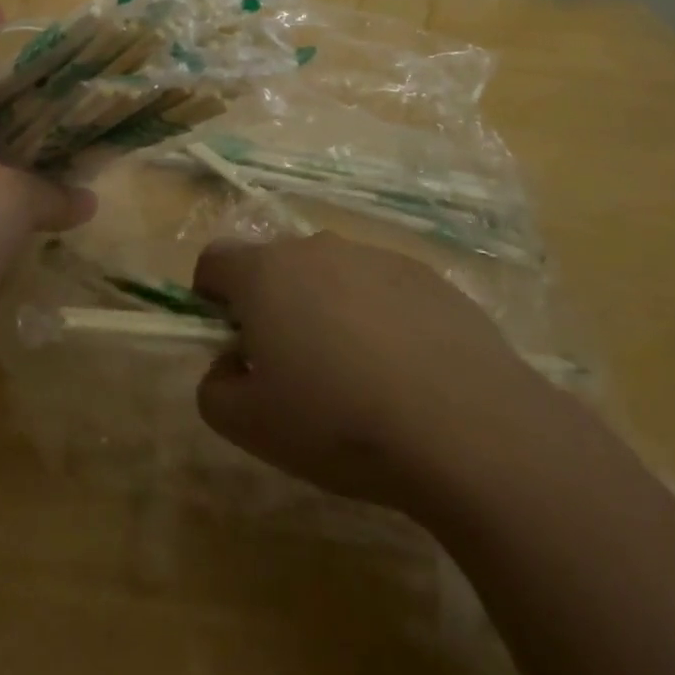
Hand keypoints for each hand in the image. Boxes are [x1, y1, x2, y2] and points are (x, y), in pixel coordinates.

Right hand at [193, 233, 543, 512]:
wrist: (465, 425)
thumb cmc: (338, 420)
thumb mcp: (250, 426)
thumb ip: (214, 389)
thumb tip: (230, 365)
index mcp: (266, 273)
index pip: (214, 261)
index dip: (209, 298)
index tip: (230, 342)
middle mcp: (317, 248)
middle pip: (275, 267)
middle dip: (272, 307)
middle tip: (293, 369)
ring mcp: (376, 256)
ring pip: (331, 276)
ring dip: (327, 311)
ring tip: (356, 377)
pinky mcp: (426, 275)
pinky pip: (381, 289)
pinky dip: (378, 318)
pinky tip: (404, 373)